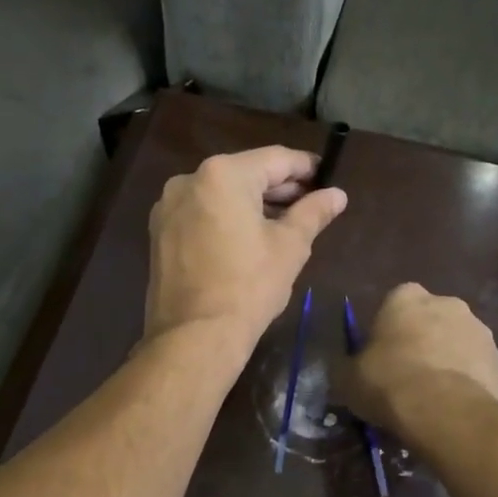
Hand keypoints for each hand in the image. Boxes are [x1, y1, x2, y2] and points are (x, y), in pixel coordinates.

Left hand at [144, 146, 347, 346]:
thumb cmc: (249, 286)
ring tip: (285, 222)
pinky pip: (202, 212)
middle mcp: (189, 180)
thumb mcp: (290, 246)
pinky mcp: (160, 232)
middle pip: (245, 173)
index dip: (305, 167)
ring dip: (253, 202)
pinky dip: (227, 217)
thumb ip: (313, 212)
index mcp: (222, 174)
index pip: (274, 159)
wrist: (194, 337)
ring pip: (221, 193)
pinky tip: (249, 236)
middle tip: (312, 202)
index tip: (327, 177)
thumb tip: (337, 194)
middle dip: (279, 187)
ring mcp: (168, 206)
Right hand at [340, 284, 497, 448]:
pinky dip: (470, 383)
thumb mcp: (348, 378)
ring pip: (459, 343)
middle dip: (423, 340)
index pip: (394, 303)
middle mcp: (448, 303)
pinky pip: (479, 370)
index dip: (388, 330)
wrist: (447, 415)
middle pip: (431, 319)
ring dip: (449, 360)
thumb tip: (346, 371)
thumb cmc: (390, 383)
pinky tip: (456, 408)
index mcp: (406, 297)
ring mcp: (480, 331)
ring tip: (435, 397)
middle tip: (408, 376)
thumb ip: (347, 367)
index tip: (381, 356)